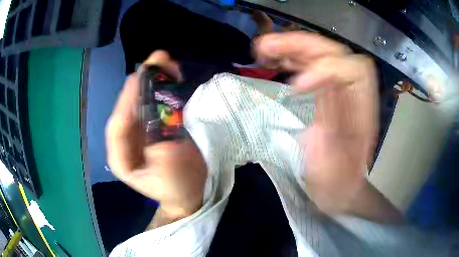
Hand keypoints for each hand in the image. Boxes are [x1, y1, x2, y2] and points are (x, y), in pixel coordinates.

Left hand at [105, 51, 206, 219]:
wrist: (190, 191)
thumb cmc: (177, 188)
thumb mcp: (169, 178)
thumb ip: (161, 154)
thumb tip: (160, 124)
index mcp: (121, 157)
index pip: (117, 127)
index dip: (127, 101)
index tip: (138, 79)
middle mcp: (126, 139)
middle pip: (129, 108)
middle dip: (141, 84)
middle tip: (155, 60)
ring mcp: (140, 129)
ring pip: (142, 100)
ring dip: (153, 80)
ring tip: (163, 60)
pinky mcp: (154, 123)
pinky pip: (156, 101)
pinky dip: (164, 86)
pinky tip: (171, 72)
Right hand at [255, 32, 395, 217]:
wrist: (338, 190)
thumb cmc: (337, 186)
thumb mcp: (334, 167)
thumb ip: (330, 127)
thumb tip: (311, 88)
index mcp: (362, 114)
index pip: (353, 71)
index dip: (326, 70)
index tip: (294, 88)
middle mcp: (353, 95)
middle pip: (334, 54)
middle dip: (301, 46)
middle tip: (267, 46)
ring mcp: (338, 92)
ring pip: (319, 56)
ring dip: (291, 47)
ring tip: (263, 48)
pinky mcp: (325, 94)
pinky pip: (309, 67)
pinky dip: (290, 59)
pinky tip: (273, 60)